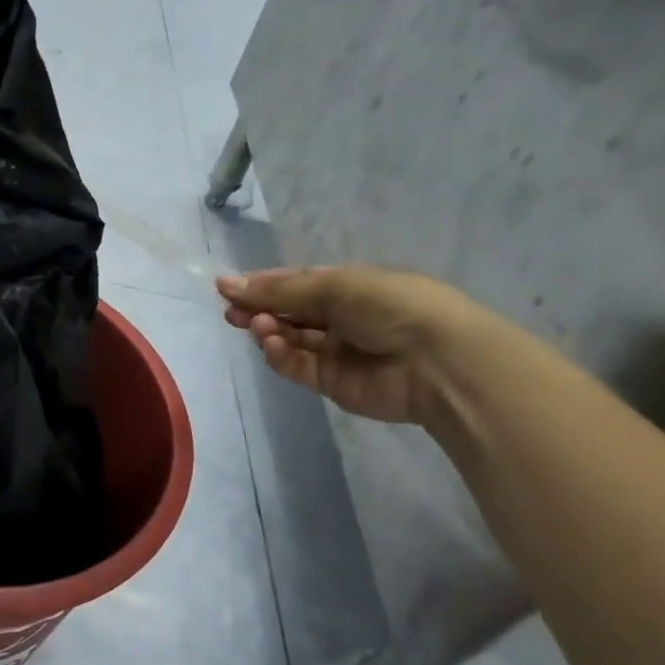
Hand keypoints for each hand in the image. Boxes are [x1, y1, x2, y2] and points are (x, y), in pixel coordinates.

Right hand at [216, 266, 480, 425]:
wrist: (439, 363)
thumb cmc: (391, 306)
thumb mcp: (334, 286)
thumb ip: (279, 290)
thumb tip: (226, 284)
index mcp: (349, 286)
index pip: (296, 282)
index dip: (262, 284)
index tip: (226, 287)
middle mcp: (341, 317)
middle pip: (288, 312)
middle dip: (259, 309)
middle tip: (231, 312)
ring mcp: (336, 351)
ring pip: (289, 339)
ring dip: (268, 331)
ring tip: (257, 326)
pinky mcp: (332, 382)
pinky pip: (296, 366)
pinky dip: (280, 355)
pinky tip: (272, 344)